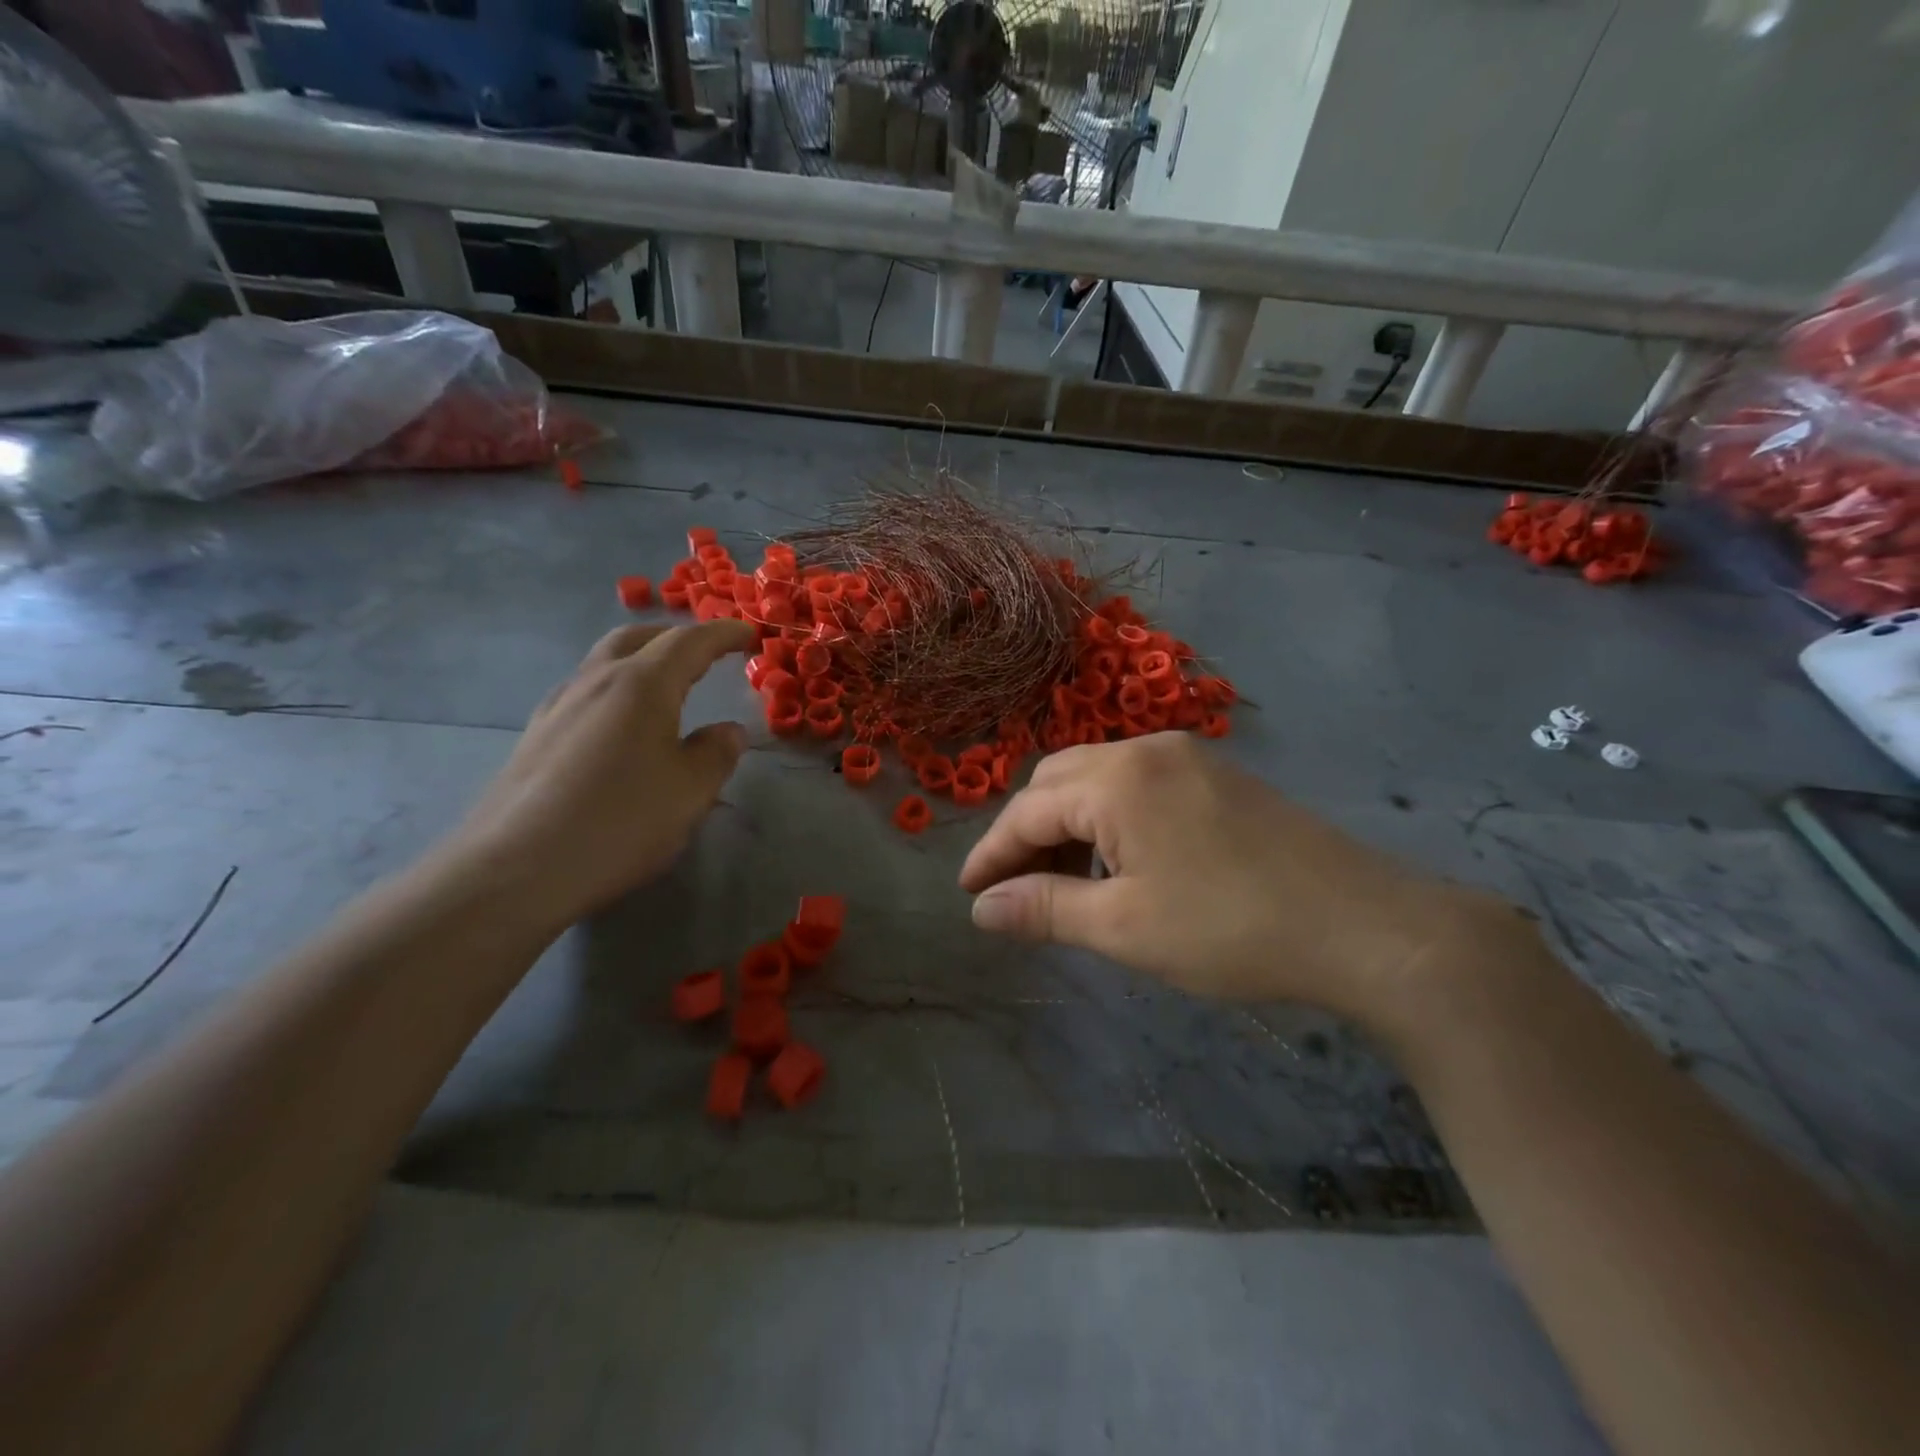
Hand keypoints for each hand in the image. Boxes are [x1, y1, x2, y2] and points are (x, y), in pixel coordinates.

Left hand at [445, 620, 757, 931]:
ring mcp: (557, 708)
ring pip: (604, 663)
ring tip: (665, 686)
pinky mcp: (535, 737)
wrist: (515, 869)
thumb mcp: (690, 792)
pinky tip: (620, 726)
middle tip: (705, 651)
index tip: (749, 634)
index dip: (723, 634)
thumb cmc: (619, 822)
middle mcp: (595, 682)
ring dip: (640, 660)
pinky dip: (615, 690)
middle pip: (636, 638)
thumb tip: (729, 731)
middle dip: (675, 637)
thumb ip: (716, 754)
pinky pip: (584, 694)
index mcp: (641, 685)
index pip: (689, 642)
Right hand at [958, 734, 1513, 1020]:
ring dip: (1068, 825)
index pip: (1028, 810)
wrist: (1366, 926)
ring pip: (1097, 780)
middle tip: (1017, 890)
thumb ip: (1044, 909)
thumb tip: (982, 908)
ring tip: (1067, 884)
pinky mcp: (1217, 775)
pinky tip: (1120, 863)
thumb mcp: (1125, 928)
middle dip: (1027, 833)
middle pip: (1057, 782)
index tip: (969, 894)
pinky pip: (1137, 785)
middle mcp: (1146, 750)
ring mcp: (1187, 757)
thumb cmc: (1231, 929)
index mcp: (1117, 780)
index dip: (992, 854)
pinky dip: (1110, 819)